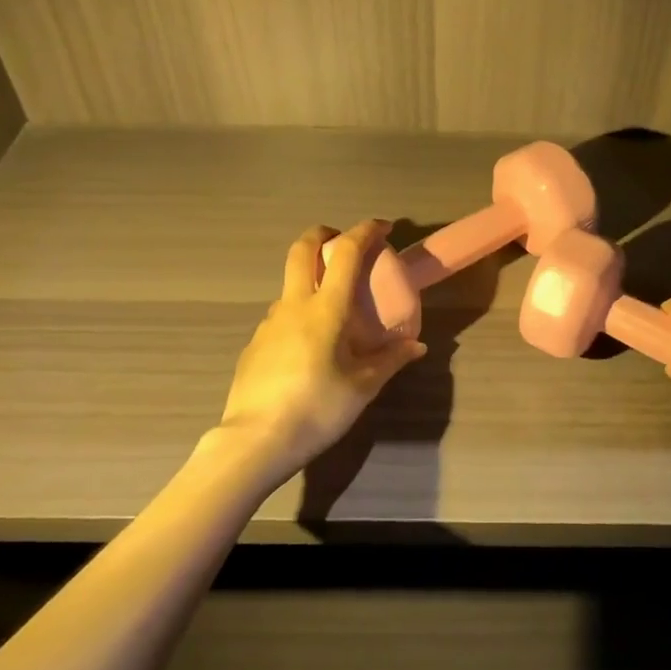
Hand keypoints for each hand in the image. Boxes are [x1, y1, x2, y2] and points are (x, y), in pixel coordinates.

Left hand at [204, 219, 426, 486]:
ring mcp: (269, 324)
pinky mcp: (254, 345)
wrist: (256, 441)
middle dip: (323, 235)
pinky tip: (308, 350)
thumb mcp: (363, 387)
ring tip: (331, 312)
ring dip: (310, 281)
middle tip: (342, 244)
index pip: (346, 253)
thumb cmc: (318, 408)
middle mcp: (294, 306)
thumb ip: (390, 360)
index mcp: (326, 309)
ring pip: (289, 286)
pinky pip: (280, 318)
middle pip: (301, 250)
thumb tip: (416, 346)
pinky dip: (298, 316)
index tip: (382, 227)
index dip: (365, 231)